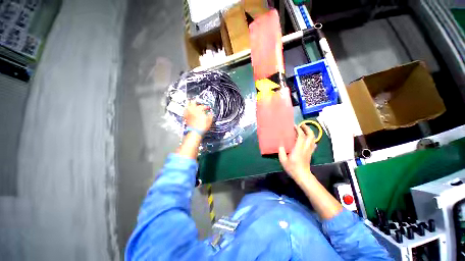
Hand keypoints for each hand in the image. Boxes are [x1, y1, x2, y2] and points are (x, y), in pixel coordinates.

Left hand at [184, 100, 212, 131]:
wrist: (195, 132)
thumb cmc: (202, 126)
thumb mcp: (209, 120)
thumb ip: (210, 115)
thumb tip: (211, 114)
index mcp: (199, 110)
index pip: (203, 106)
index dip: (206, 107)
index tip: (208, 108)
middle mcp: (193, 110)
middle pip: (192, 102)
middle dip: (195, 102)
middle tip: (197, 102)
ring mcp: (188, 114)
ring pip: (187, 106)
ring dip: (190, 105)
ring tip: (191, 104)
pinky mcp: (185, 117)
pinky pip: (185, 111)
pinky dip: (186, 110)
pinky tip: (187, 111)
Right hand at [278, 124, 315, 181]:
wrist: (302, 175)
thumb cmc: (292, 168)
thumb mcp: (283, 160)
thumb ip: (281, 151)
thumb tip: (281, 145)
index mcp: (298, 148)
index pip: (301, 136)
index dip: (299, 130)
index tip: (295, 126)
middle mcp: (305, 148)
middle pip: (310, 136)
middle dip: (307, 129)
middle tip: (302, 125)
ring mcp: (309, 150)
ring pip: (313, 139)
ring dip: (309, 133)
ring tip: (304, 130)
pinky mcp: (310, 153)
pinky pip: (313, 144)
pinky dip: (311, 140)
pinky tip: (307, 139)